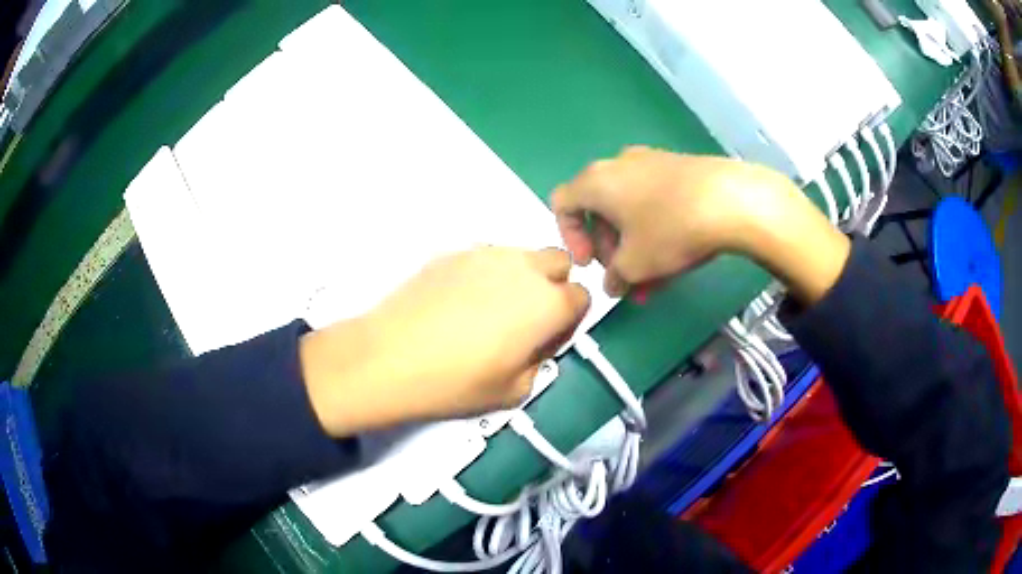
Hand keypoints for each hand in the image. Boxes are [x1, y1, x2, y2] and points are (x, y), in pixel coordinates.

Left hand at [299, 247, 589, 436]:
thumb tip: (534, 345)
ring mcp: (485, 254)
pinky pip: (484, 259)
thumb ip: (539, 362)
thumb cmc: (455, 382)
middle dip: (553, 286)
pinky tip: (457, 304)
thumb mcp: (514, 391)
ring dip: (520, 278)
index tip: (546, 340)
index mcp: (548, 303)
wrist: (389, 358)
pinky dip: (484, 275)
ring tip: (487, 311)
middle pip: (559, 263)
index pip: (583, 297)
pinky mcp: (452, 253)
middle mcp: (523, 268)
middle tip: (526, 319)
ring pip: (521, 256)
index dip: (569, 321)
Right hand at [552, 146, 850, 303]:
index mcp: (596, 181)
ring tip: (653, 281)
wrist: (730, 199)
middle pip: (599, 209)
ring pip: (630, 209)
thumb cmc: (670, 229)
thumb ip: (615, 276)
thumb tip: (615, 284)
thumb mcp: (635, 264)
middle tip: (625, 277)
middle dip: (609, 249)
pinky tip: (674, 259)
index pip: (562, 203)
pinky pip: (654, 201)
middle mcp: (618, 165)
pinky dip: (655, 229)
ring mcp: (651, 163)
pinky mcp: (678, 168)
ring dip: (634, 245)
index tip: (591, 264)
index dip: (569, 237)